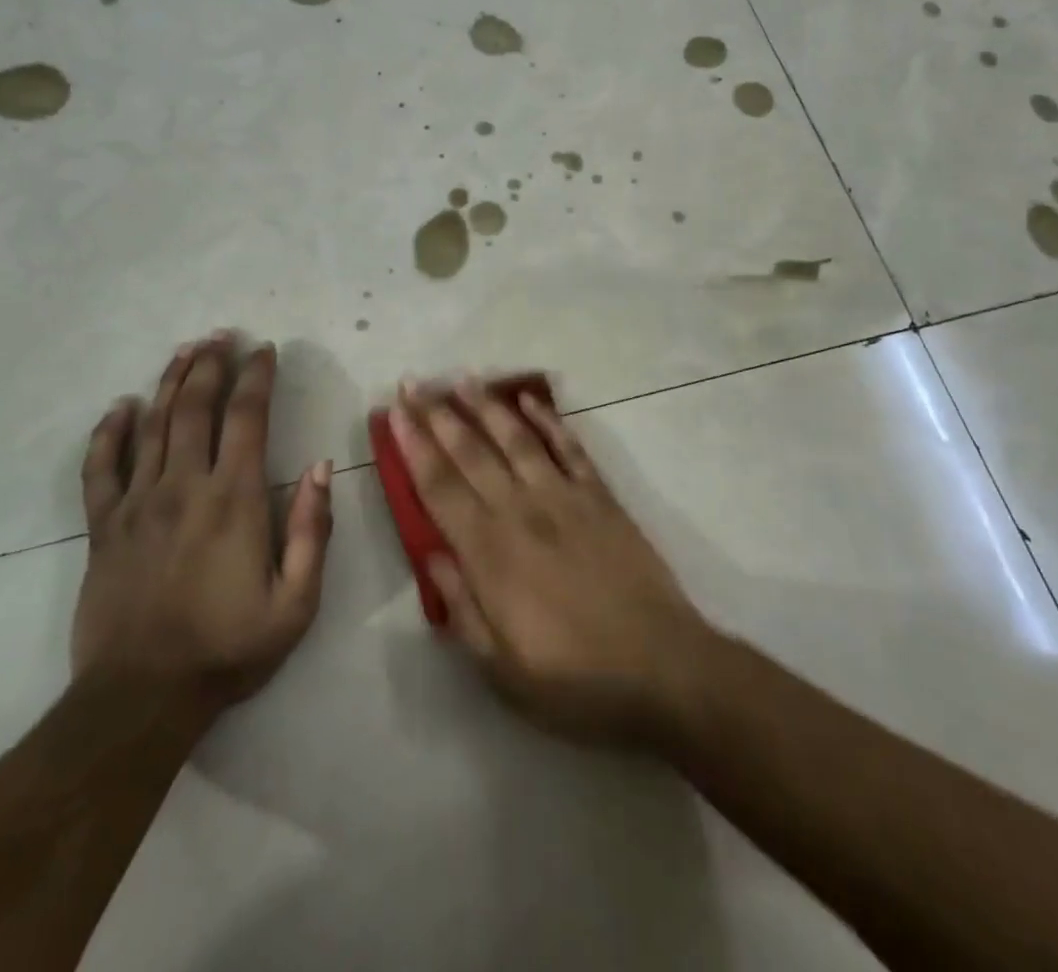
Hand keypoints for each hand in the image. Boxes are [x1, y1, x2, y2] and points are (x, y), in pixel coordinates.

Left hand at [71, 334, 332, 723]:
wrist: (141, 699)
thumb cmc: (228, 649)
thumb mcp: (296, 602)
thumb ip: (311, 529)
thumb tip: (321, 467)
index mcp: (233, 499)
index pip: (246, 418)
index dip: (256, 377)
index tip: (265, 350)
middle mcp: (183, 486)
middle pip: (195, 407)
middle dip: (211, 364)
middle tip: (222, 334)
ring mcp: (137, 503)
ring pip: (153, 425)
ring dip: (170, 382)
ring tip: (185, 350)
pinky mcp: (104, 527)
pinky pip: (100, 468)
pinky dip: (109, 432)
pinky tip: (120, 406)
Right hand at [390, 379, 714, 748]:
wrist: (663, 668)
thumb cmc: (575, 680)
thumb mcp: (501, 668)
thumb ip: (461, 607)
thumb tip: (430, 554)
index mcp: (490, 553)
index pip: (439, 487)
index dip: (413, 447)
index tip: (394, 413)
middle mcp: (521, 511)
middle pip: (470, 452)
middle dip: (437, 415)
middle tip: (413, 382)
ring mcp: (564, 497)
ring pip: (516, 438)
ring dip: (486, 405)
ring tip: (462, 378)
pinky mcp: (601, 497)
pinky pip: (569, 447)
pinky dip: (548, 420)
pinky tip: (529, 399)